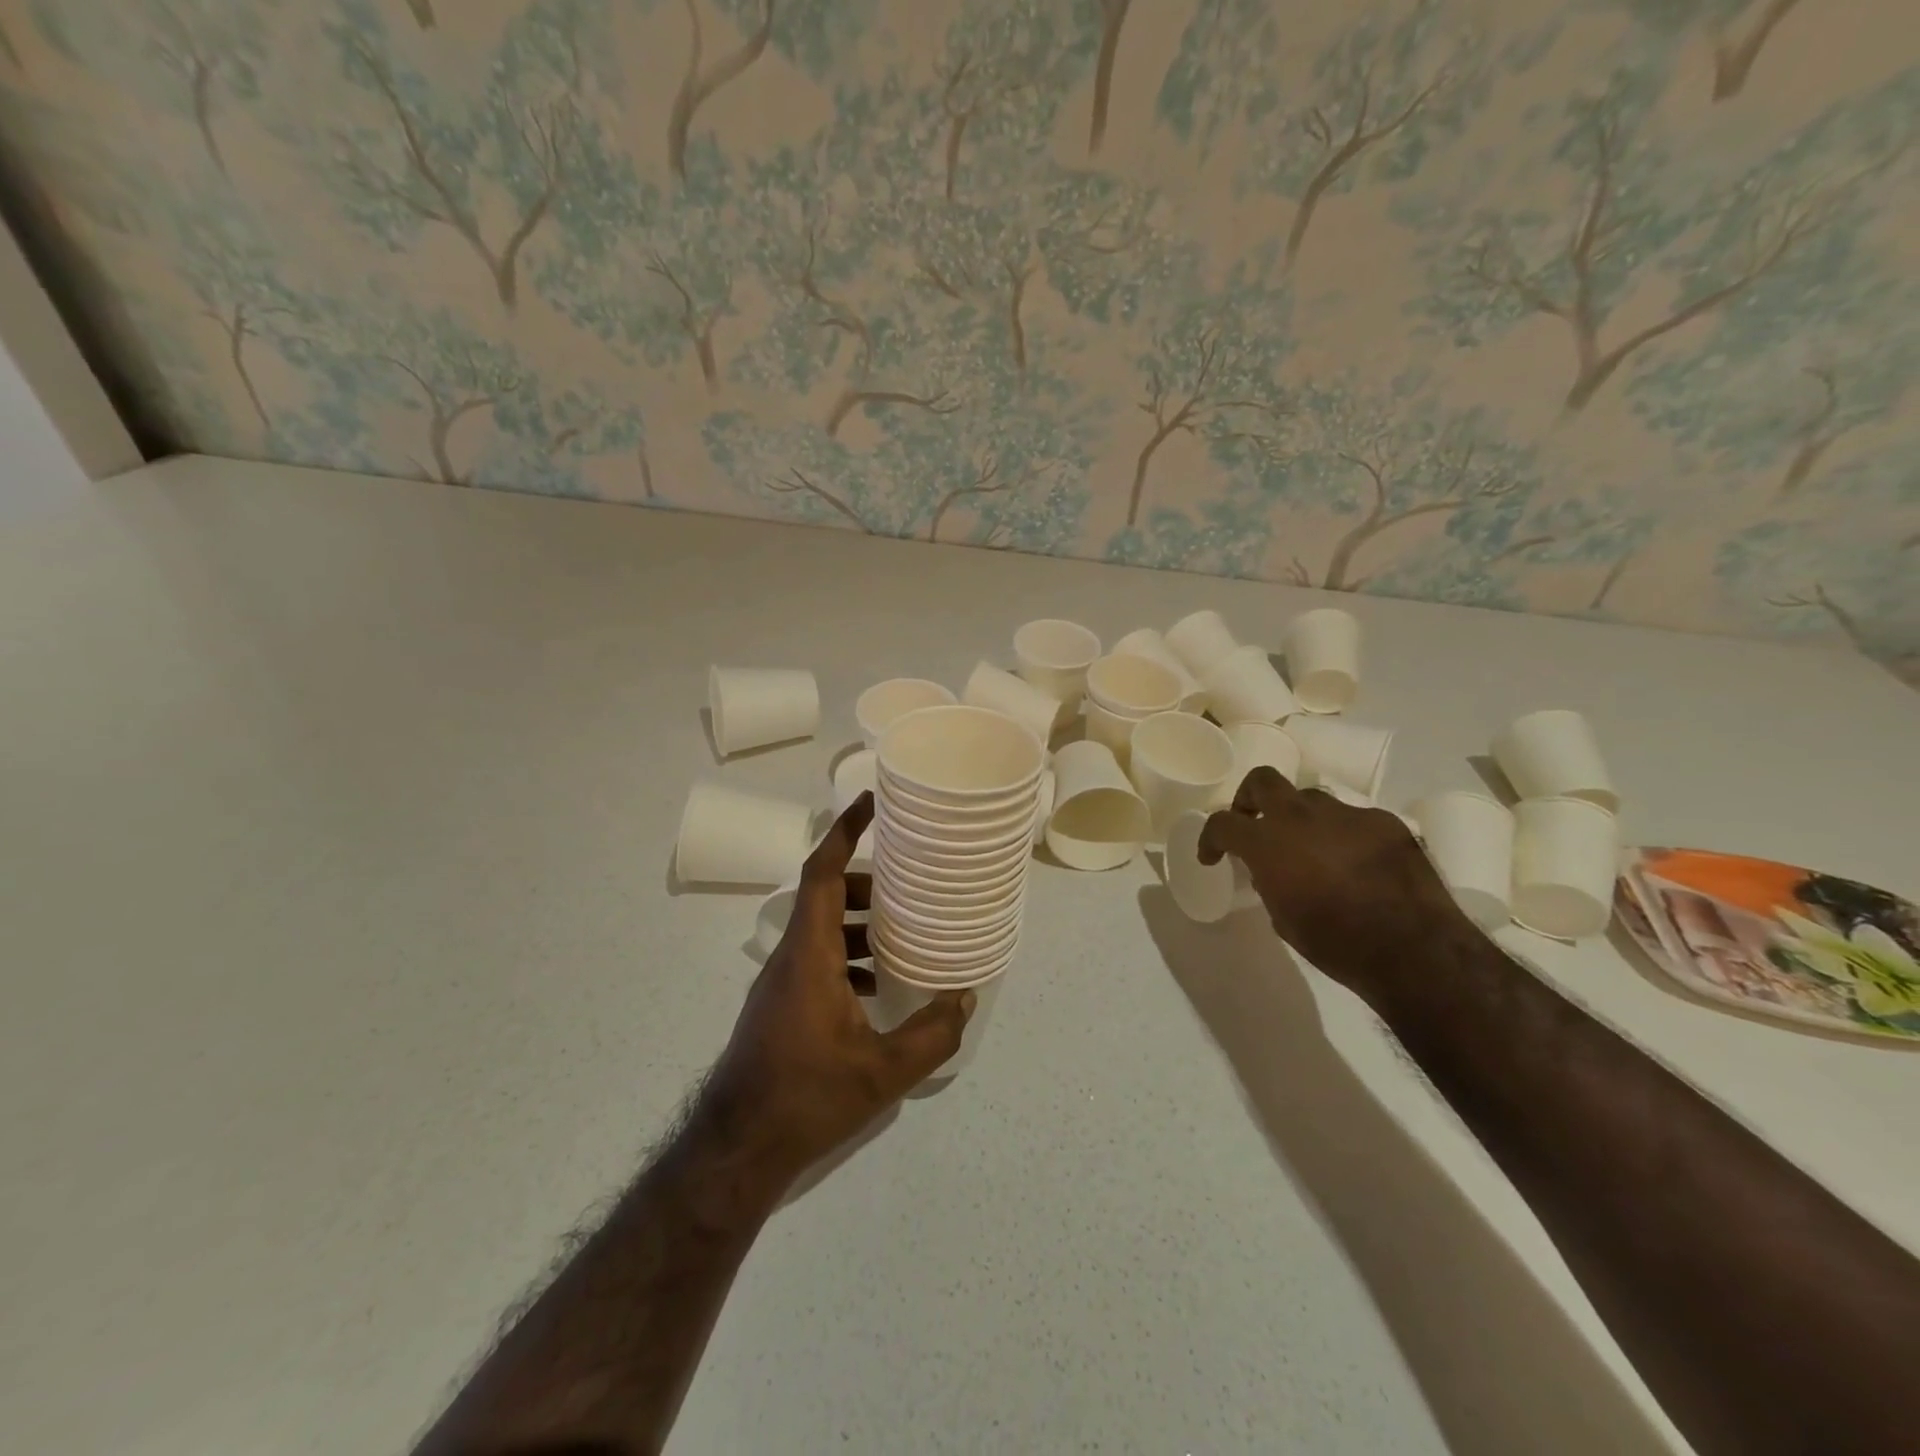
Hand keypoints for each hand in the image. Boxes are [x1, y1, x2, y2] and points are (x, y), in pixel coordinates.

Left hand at [699, 793, 973, 1188]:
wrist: (736, 1149)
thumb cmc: (806, 1097)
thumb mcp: (882, 1071)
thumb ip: (931, 1034)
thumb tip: (964, 999)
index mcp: (809, 953)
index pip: (822, 872)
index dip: (844, 831)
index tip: (868, 801)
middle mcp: (790, 957)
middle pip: (825, 896)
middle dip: (866, 882)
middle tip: (908, 883)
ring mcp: (781, 983)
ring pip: (821, 930)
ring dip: (859, 922)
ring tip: (902, 933)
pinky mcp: (780, 1007)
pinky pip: (817, 960)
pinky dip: (848, 956)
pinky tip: (877, 988)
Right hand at [1199, 766, 1470, 1008]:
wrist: (1414, 949)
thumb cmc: (1336, 943)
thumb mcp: (1284, 919)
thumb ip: (1270, 885)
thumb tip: (1272, 873)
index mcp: (1268, 842)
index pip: (1223, 822)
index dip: (1210, 837)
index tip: (1212, 856)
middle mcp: (1301, 817)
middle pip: (1263, 781)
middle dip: (1250, 797)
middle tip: (1253, 822)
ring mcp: (1346, 814)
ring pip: (1312, 800)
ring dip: (1302, 819)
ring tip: (1313, 850)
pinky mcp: (1385, 822)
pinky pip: (1354, 820)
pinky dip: (1345, 836)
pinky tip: (1359, 865)